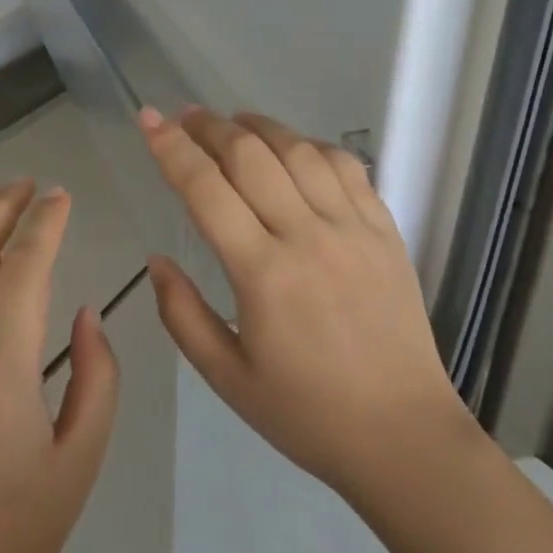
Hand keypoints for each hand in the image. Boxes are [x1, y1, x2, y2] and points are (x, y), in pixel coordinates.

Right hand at [138, 107, 471, 502]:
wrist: (403, 436)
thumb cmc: (306, 413)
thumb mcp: (226, 376)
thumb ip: (181, 314)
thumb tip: (157, 259)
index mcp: (263, 274)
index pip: (206, 188)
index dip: (171, 147)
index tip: (148, 119)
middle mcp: (307, 235)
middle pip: (250, 155)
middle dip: (210, 126)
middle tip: (185, 117)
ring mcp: (352, 227)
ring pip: (299, 150)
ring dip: (259, 126)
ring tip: (233, 122)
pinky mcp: (385, 230)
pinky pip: (346, 167)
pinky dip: (312, 145)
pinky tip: (294, 148)